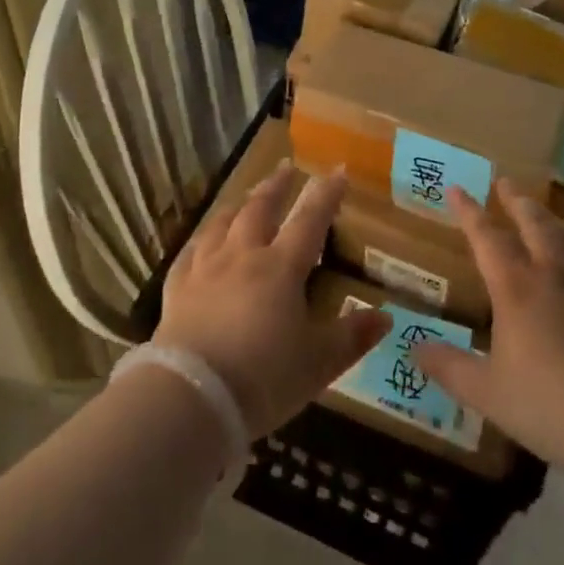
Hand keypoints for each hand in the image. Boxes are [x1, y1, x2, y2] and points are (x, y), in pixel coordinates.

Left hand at [155, 165, 388, 437]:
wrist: (192, 397)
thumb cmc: (264, 379)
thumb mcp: (319, 363)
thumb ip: (353, 337)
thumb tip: (386, 316)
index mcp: (282, 267)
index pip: (310, 219)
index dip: (326, 194)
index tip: (338, 171)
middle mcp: (243, 255)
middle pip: (261, 208)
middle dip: (277, 186)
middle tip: (286, 167)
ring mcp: (206, 268)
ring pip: (223, 222)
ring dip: (239, 204)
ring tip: (247, 196)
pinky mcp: (177, 287)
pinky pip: (191, 250)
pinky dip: (202, 238)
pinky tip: (203, 239)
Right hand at [414, 183, 563, 474]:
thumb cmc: (550, 404)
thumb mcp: (487, 392)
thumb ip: (450, 368)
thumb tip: (414, 349)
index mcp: (515, 287)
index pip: (487, 237)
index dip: (469, 211)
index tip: (458, 188)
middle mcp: (552, 274)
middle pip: (533, 222)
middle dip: (515, 200)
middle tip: (504, 181)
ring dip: (547, 217)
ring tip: (539, 211)